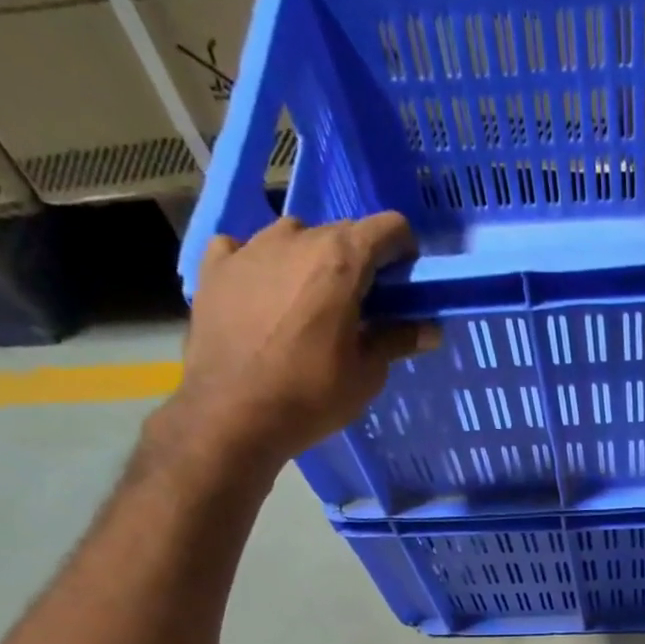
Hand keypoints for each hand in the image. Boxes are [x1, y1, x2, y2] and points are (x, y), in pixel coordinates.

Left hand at [152, 212, 438, 476]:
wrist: (233, 415)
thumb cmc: (311, 396)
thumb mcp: (367, 374)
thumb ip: (397, 340)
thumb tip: (430, 329)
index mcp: (340, 260)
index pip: (389, 228)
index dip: (403, 252)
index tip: (402, 285)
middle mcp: (295, 237)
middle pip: (340, 233)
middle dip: (357, 263)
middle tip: (358, 308)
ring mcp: (249, 247)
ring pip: (293, 238)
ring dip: (309, 262)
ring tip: (307, 306)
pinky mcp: (215, 266)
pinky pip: (244, 250)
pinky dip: (261, 267)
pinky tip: (262, 298)